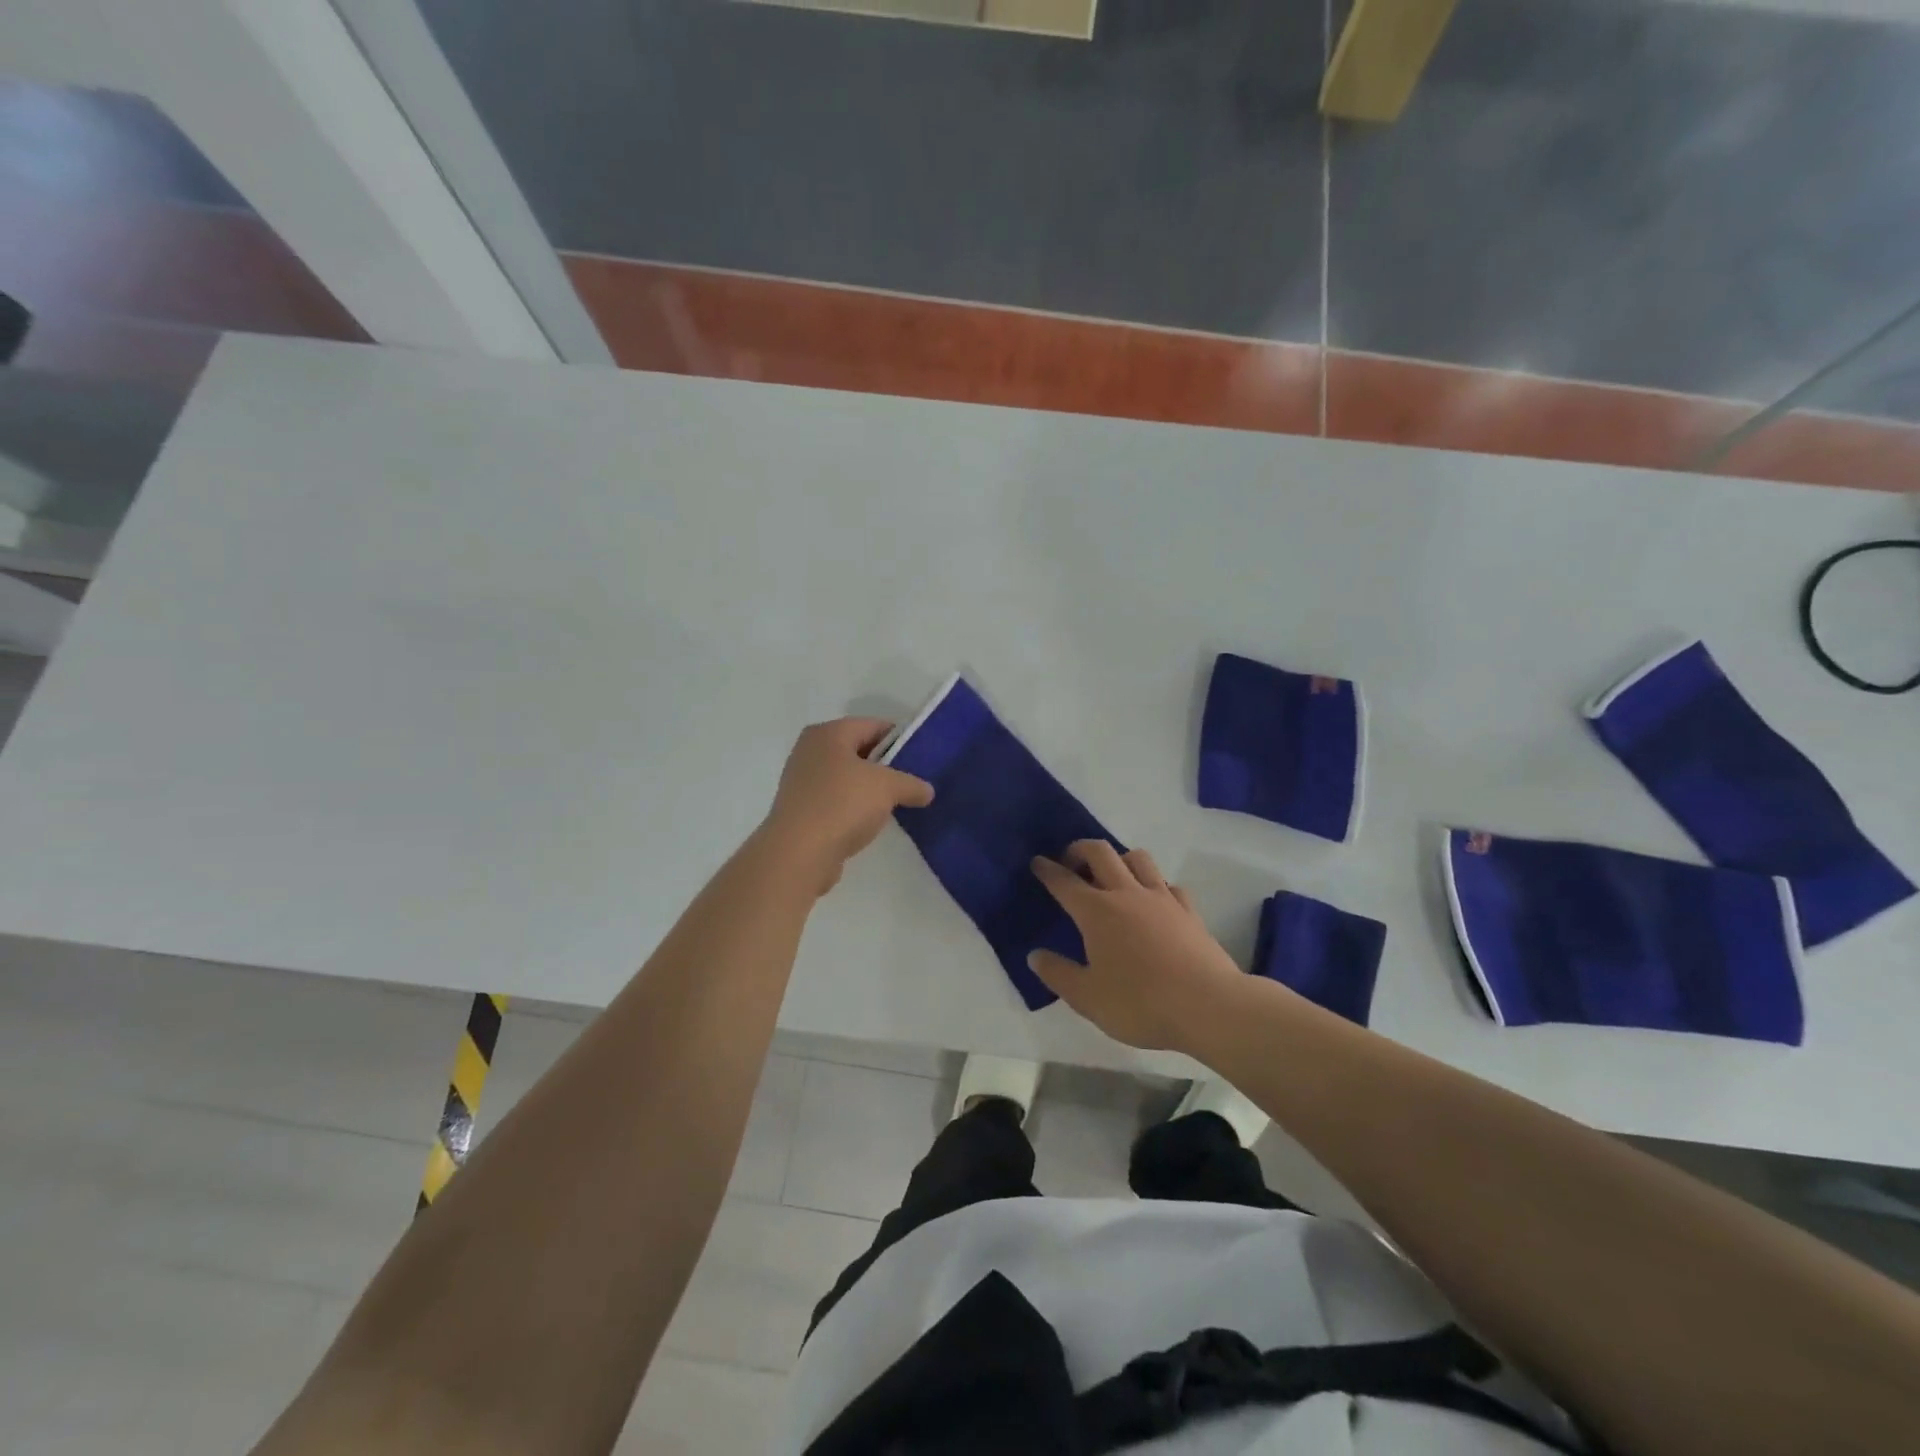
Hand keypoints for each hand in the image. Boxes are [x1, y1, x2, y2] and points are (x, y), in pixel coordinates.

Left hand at [757, 718, 933, 893]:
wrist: (798, 853)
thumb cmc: (842, 804)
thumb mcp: (888, 788)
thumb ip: (911, 784)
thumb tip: (927, 791)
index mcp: (828, 733)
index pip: (872, 725)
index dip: (900, 738)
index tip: (922, 756)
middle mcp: (810, 750)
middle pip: (858, 750)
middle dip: (886, 765)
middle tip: (914, 780)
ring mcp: (802, 781)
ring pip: (847, 777)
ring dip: (870, 788)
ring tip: (898, 803)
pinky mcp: (801, 810)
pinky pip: (836, 800)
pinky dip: (854, 807)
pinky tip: (871, 822)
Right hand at [1029, 842, 1249, 1051]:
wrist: (1209, 1007)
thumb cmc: (1140, 1003)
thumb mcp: (1087, 998)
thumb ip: (1058, 974)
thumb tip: (1036, 955)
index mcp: (1096, 911)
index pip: (1064, 881)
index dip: (1047, 869)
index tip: (1037, 862)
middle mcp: (1126, 893)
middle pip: (1100, 852)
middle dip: (1080, 850)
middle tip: (1071, 863)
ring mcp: (1161, 898)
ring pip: (1138, 858)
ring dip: (1119, 859)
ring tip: (1112, 877)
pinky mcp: (1188, 910)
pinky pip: (1168, 884)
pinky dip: (1155, 885)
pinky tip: (1153, 902)